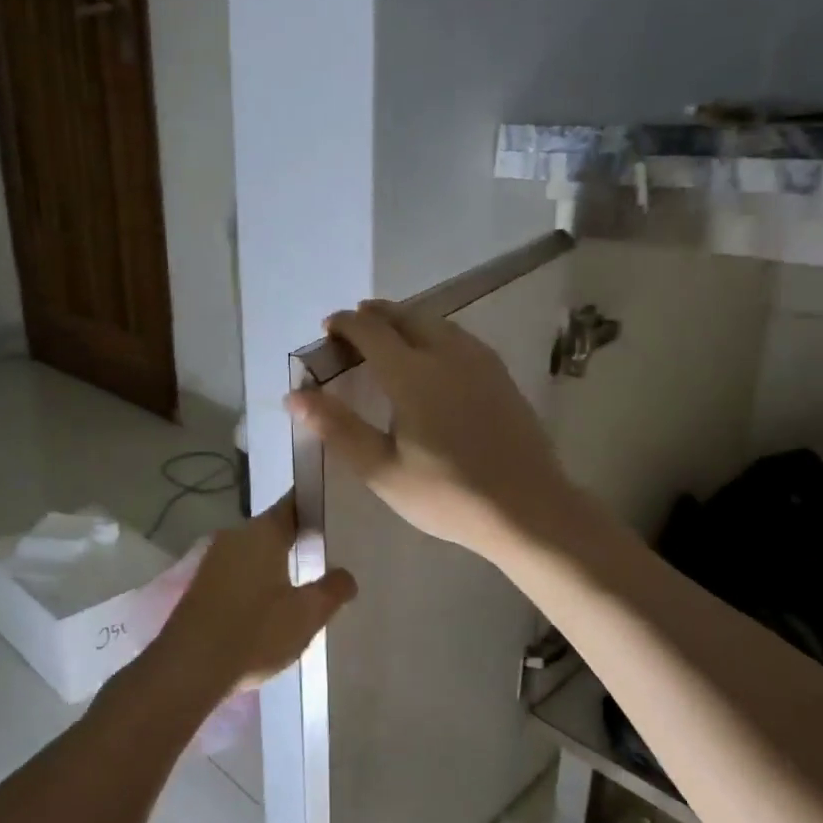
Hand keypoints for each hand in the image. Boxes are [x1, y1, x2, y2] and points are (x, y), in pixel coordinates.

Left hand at [154, 493, 355, 692]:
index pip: (294, 504)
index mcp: (262, 532)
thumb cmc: (254, 633)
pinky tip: (272, 602)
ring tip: (306, 579)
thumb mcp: (306, 615)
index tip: (336, 512)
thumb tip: (346, 574)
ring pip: (255, 551)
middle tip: (329, 551)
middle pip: (274, 528)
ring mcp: (213, 560)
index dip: (315, 505)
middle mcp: (235, 536)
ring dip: (277, 561)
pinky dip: (257, 579)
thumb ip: (332, 589)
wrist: (188, 669)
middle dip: (299, 537)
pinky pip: (238, 571)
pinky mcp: (202, 585)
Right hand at [285, 300, 578, 559]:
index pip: (371, 330)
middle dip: (375, 315)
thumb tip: (294, 395)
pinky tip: (433, 355)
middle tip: (353, 328)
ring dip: (406, 320)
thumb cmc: (447, 495)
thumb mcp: (382, 470)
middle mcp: (447, 354)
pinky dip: (434, 333)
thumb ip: (337, 428)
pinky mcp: (501, 375)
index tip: (327, 327)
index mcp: (413, 374)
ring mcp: (480, 362)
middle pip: (406, 316)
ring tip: (388, 335)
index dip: (345, 324)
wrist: (527, 507)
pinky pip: (460, 337)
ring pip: (436, 323)